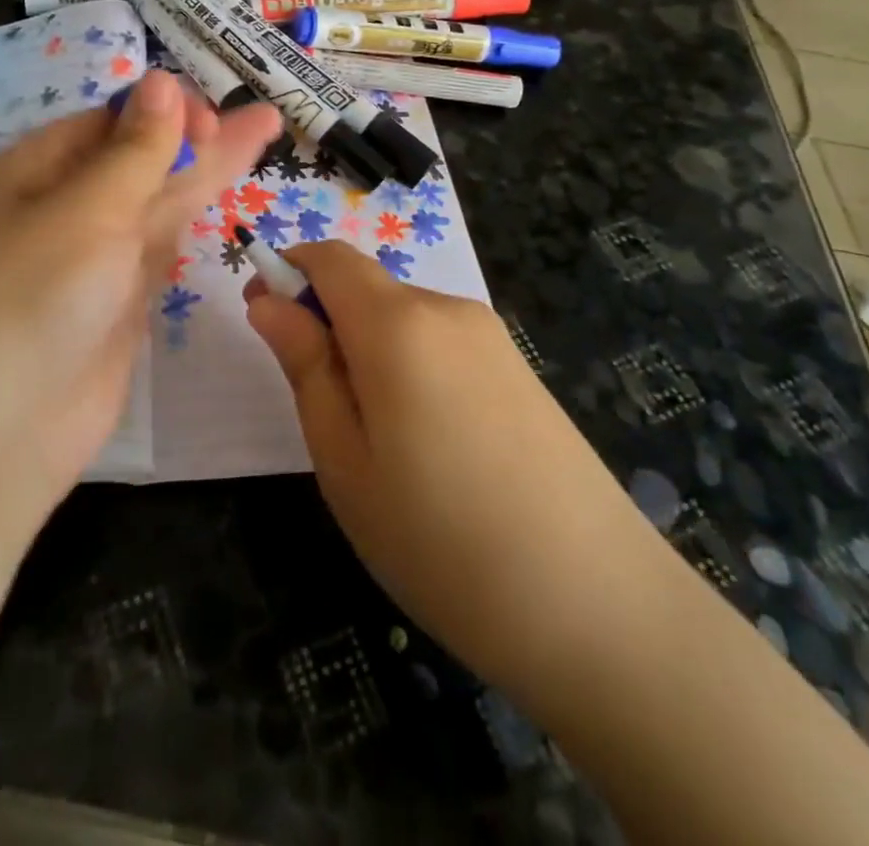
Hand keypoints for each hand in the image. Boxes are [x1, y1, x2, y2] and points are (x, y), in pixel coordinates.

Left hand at [0, 72, 279, 529]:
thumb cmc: (29, 300)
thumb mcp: (85, 211)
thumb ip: (136, 152)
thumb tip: (160, 80)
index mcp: (38, 170)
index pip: (110, 121)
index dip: (163, 112)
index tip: (210, 119)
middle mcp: (66, 207)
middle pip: (141, 157)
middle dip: (199, 134)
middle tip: (261, 116)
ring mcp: (96, 258)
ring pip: (159, 201)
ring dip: (208, 169)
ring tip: (264, 129)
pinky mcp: (120, 303)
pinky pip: (161, 247)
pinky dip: (192, 219)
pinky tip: (219, 192)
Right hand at [245, 242, 640, 685]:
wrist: (602, 611)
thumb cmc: (440, 540)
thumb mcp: (344, 460)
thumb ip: (305, 366)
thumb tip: (269, 303)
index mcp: (398, 323)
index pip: (330, 257)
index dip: (288, 274)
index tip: (265, 321)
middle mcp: (448, 310)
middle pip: (368, 289)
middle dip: (328, 324)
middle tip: (322, 412)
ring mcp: (493, 339)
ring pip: (404, 320)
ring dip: (370, 352)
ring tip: (380, 446)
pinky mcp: (521, 370)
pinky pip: (443, 346)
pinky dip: (412, 369)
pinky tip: (432, 448)